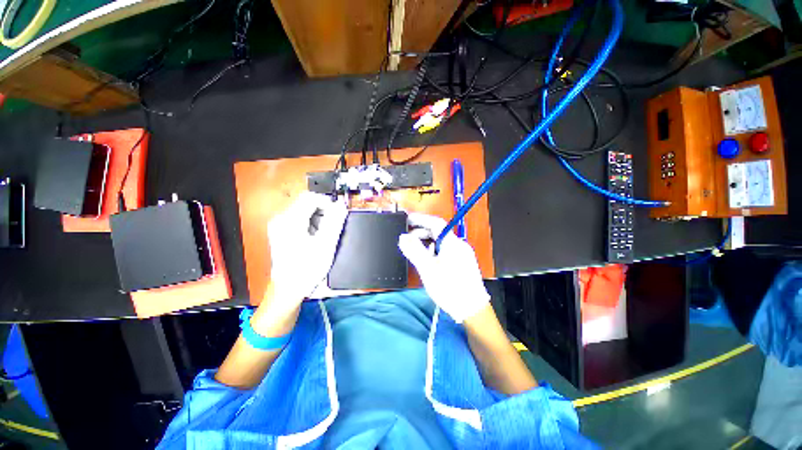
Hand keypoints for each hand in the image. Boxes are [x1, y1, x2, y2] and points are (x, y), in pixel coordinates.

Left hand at [267, 192, 347, 305]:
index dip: (328, 203)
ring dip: (317, 219)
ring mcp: (279, 226)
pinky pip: (299, 219)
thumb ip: (335, 221)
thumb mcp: (326, 243)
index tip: (337, 214)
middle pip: (307, 203)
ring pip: (304, 211)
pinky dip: (310, 224)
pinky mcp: (281, 231)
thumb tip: (341, 206)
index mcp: (290, 220)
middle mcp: (281, 220)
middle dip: (323, 212)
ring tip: (322, 235)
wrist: (290, 288)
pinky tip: (314, 238)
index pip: (311, 198)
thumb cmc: (307, 268)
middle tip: (331, 228)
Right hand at [398, 213, 489, 322]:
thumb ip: (415, 251)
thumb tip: (403, 237)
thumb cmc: (449, 288)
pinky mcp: (463, 262)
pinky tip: (428, 259)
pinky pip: (446, 250)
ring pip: (442, 241)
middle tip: (408, 239)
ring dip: (427, 242)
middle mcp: (459, 245)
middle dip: (422, 232)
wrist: (472, 310)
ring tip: (415, 250)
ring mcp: (462, 254)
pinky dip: (434, 250)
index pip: (436, 222)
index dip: (421, 219)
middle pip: (438, 231)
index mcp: (452, 243)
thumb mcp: (428, 269)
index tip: (407, 219)